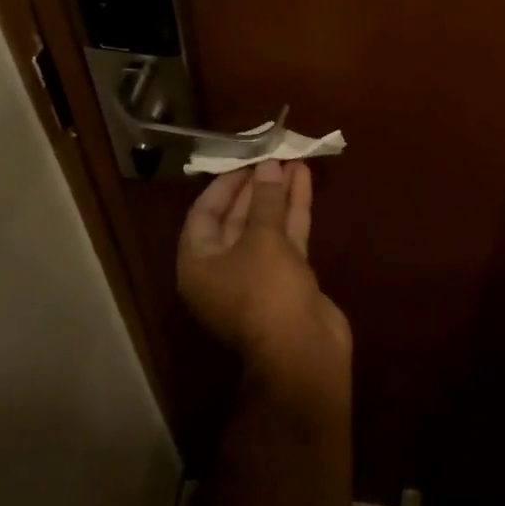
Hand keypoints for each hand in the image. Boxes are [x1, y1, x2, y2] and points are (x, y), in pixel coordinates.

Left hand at [178, 160, 351, 416]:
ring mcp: (257, 276)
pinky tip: (305, 180)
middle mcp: (223, 269)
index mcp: (199, 264)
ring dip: (278, 194)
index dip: (224, 184)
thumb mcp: (262, 239)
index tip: (244, 158)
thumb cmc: (267, 292)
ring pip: (265, 226)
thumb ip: (265, 199)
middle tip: (271, 153)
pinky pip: (286, 238)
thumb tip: (268, 166)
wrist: (303, 352)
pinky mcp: (287, 279)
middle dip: (256, 185)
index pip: (204, 213)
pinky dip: (294, 211)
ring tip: (292, 158)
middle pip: (236, 218)